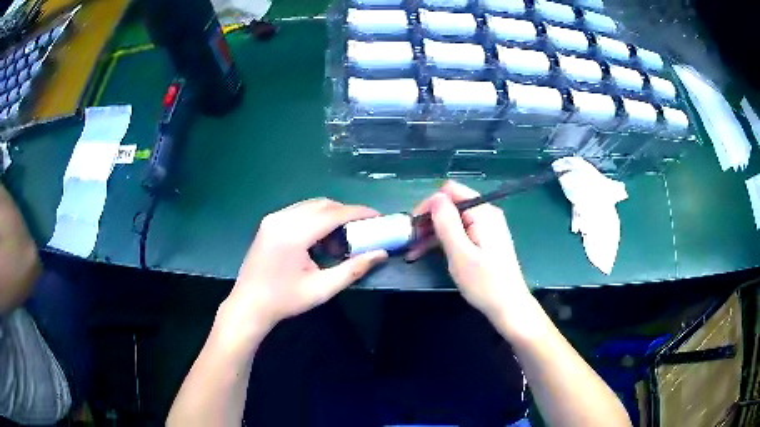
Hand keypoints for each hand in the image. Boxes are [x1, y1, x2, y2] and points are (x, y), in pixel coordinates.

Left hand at [225, 198, 387, 330]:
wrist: (249, 305)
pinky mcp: (269, 223)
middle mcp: (282, 218)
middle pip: (323, 204)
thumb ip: (353, 269)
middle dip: (346, 213)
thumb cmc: (285, 300)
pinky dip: (315, 219)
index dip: (358, 213)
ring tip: (342, 239)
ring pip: (311, 206)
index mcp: (294, 234)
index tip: (378, 217)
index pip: (333, 214)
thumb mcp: (322, 289)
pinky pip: (299, 211)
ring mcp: (273, 218)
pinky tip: (320, 240)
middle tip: (363, 229)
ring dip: (330, 216)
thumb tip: (380, 254)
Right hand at [408, 181, 532, 328]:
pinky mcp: (485, 240)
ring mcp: (486, 227)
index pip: (451, 191)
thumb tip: (435, 197)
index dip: (429, 205)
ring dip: (432, 233)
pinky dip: (443, 240)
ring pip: (453, 220)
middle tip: (410, 241)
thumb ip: (447, 223)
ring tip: (413, 251)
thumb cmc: (484, 282)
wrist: (508, 306)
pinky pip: (460, 232)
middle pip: (451, 205)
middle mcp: (486, 214)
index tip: (413, 226)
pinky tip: (427, 253)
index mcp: (482, 212)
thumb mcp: (460, 253)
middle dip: (429, 220)